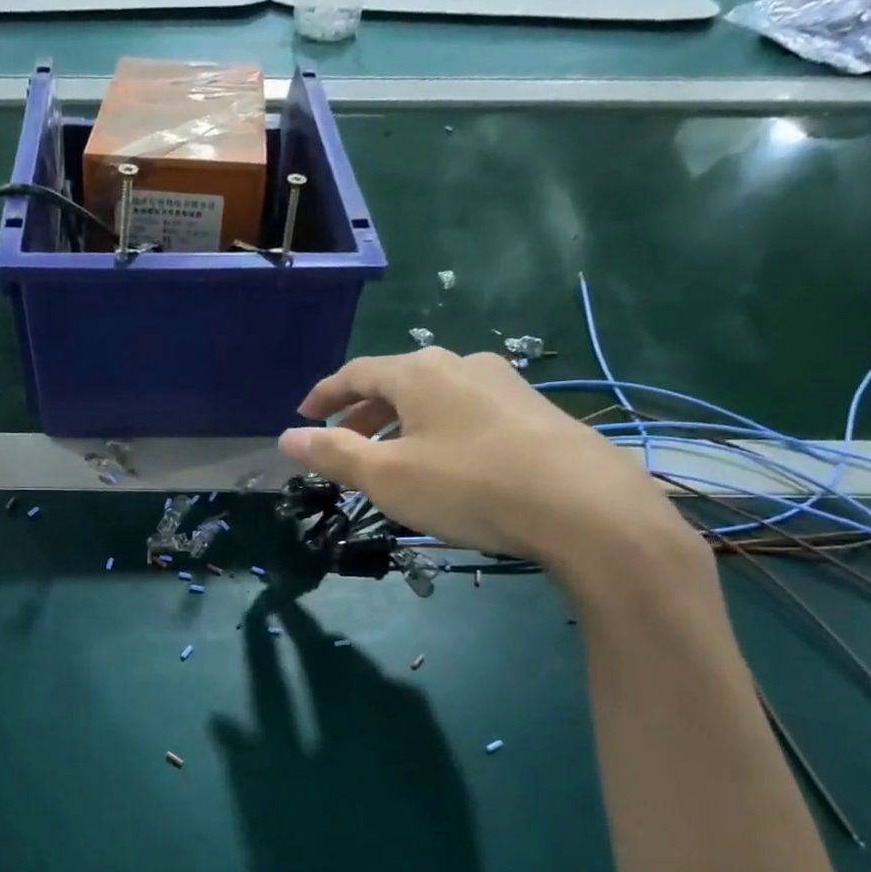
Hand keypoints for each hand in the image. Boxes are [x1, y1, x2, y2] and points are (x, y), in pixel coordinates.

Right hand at [278, 348, 697, 584]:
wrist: (584, 507)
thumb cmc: (469, 486)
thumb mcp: (387, 477)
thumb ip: (334, 455)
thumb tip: (286, 439)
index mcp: (419, 372)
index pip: (357, 372)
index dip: (325, 394)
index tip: (303, 416)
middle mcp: (462, 364)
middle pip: (397, 382)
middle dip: (363, 413)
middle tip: (343, 444)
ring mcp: (505, 384)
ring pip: (435, 399)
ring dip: (402, 424)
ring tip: (392, 460)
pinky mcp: (535, 411)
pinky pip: (467, 413)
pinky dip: (438, 432)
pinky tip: (447, 466)